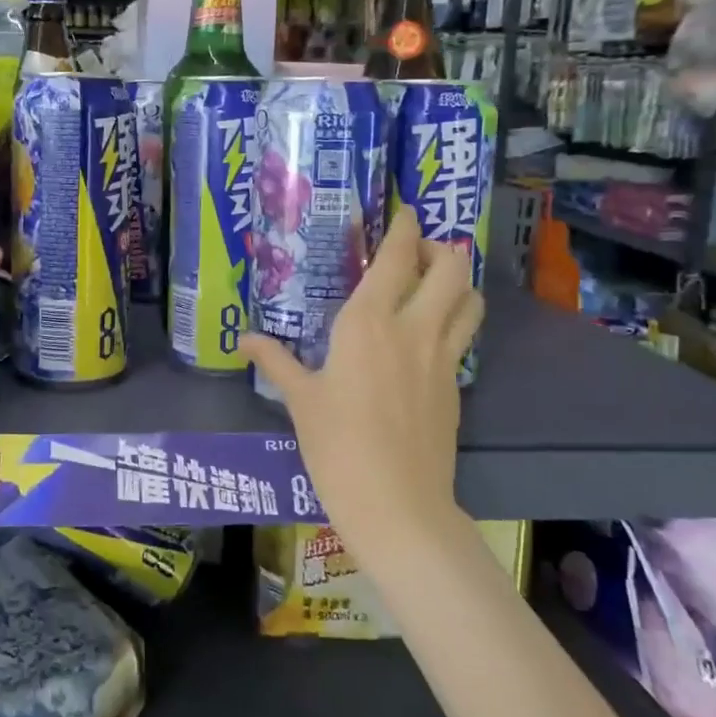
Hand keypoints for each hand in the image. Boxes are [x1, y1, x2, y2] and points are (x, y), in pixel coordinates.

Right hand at [240, 207, 482, 548]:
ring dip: (458, 281)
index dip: (404, 228)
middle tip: (418, 251)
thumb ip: (275, 361)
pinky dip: (457, 319)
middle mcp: (413, 328)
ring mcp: (442, 357)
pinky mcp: (456, 385)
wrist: (396, 504)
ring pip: (470, 299)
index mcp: (368, 322)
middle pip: (450, 267)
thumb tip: (245, 340)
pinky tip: (432, 334)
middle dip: (440, 247)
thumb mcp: (299, 400)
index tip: (404, 212)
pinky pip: (465, 335)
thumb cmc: (336, 446)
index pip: (396, 257)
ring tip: (434, 284)